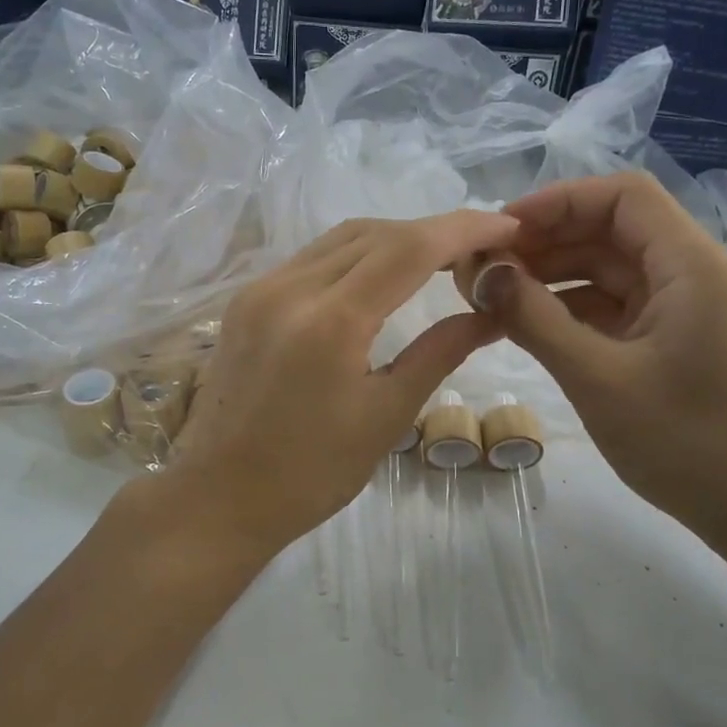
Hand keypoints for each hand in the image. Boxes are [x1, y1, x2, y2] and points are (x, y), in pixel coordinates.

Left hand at [172, 211, 518, 554]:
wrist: (219, 497)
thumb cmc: (311, 474)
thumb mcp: (385, 415)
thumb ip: (439, 353)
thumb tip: (491, 313)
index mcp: (330, 321)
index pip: (409, 248)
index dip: (464, 230)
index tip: (507, 229)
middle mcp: (289, 288)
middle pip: (375, 232)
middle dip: (433, 231)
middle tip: (480, 249)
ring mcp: (260, 289)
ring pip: (340, 239)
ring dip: (393, 238)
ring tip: (439, 258)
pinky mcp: (245, 300)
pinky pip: (311, 258)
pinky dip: (356, 255)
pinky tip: (380, 276)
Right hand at [477, 173, 726, 547]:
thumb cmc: (685, 443)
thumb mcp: (596, 377)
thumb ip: (534, 318)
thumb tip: (482, 272)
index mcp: (690, 266)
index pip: (621, 197)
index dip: (557, 201)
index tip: (501, 230)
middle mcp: (692, 273)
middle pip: (611, 230)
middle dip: (545, 242)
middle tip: (484, 269)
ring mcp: (684, 308)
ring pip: (608, 269)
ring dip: (552, 276)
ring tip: (493, 297)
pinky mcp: (674, 339)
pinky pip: (614, 306)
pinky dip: (570, 309)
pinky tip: (526, 325)